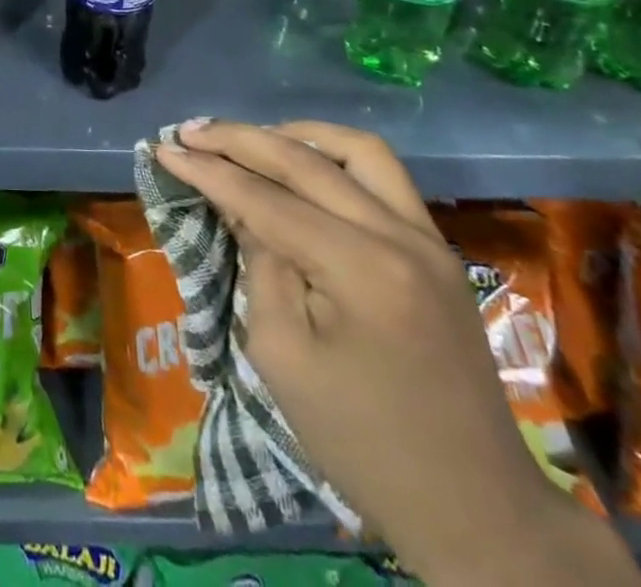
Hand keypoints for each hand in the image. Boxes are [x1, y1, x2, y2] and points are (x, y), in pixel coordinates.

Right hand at [158, 121, 640, 586]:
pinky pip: (383, 176)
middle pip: (306, 159)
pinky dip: (333, 156)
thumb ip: (259, 263)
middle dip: (238, 139)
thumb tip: (238, 204)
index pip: (267, 198)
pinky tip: (301, 164)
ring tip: (248, 141)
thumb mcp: (283, 355)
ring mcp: (429, 238)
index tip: (163, 149)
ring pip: (357, 150)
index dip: (208, 170)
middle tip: (189, 131)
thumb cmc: (361, 443)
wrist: (476, 510)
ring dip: (294, 134)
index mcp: (362, 272)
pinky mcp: (438, 249)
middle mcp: (401, 237)